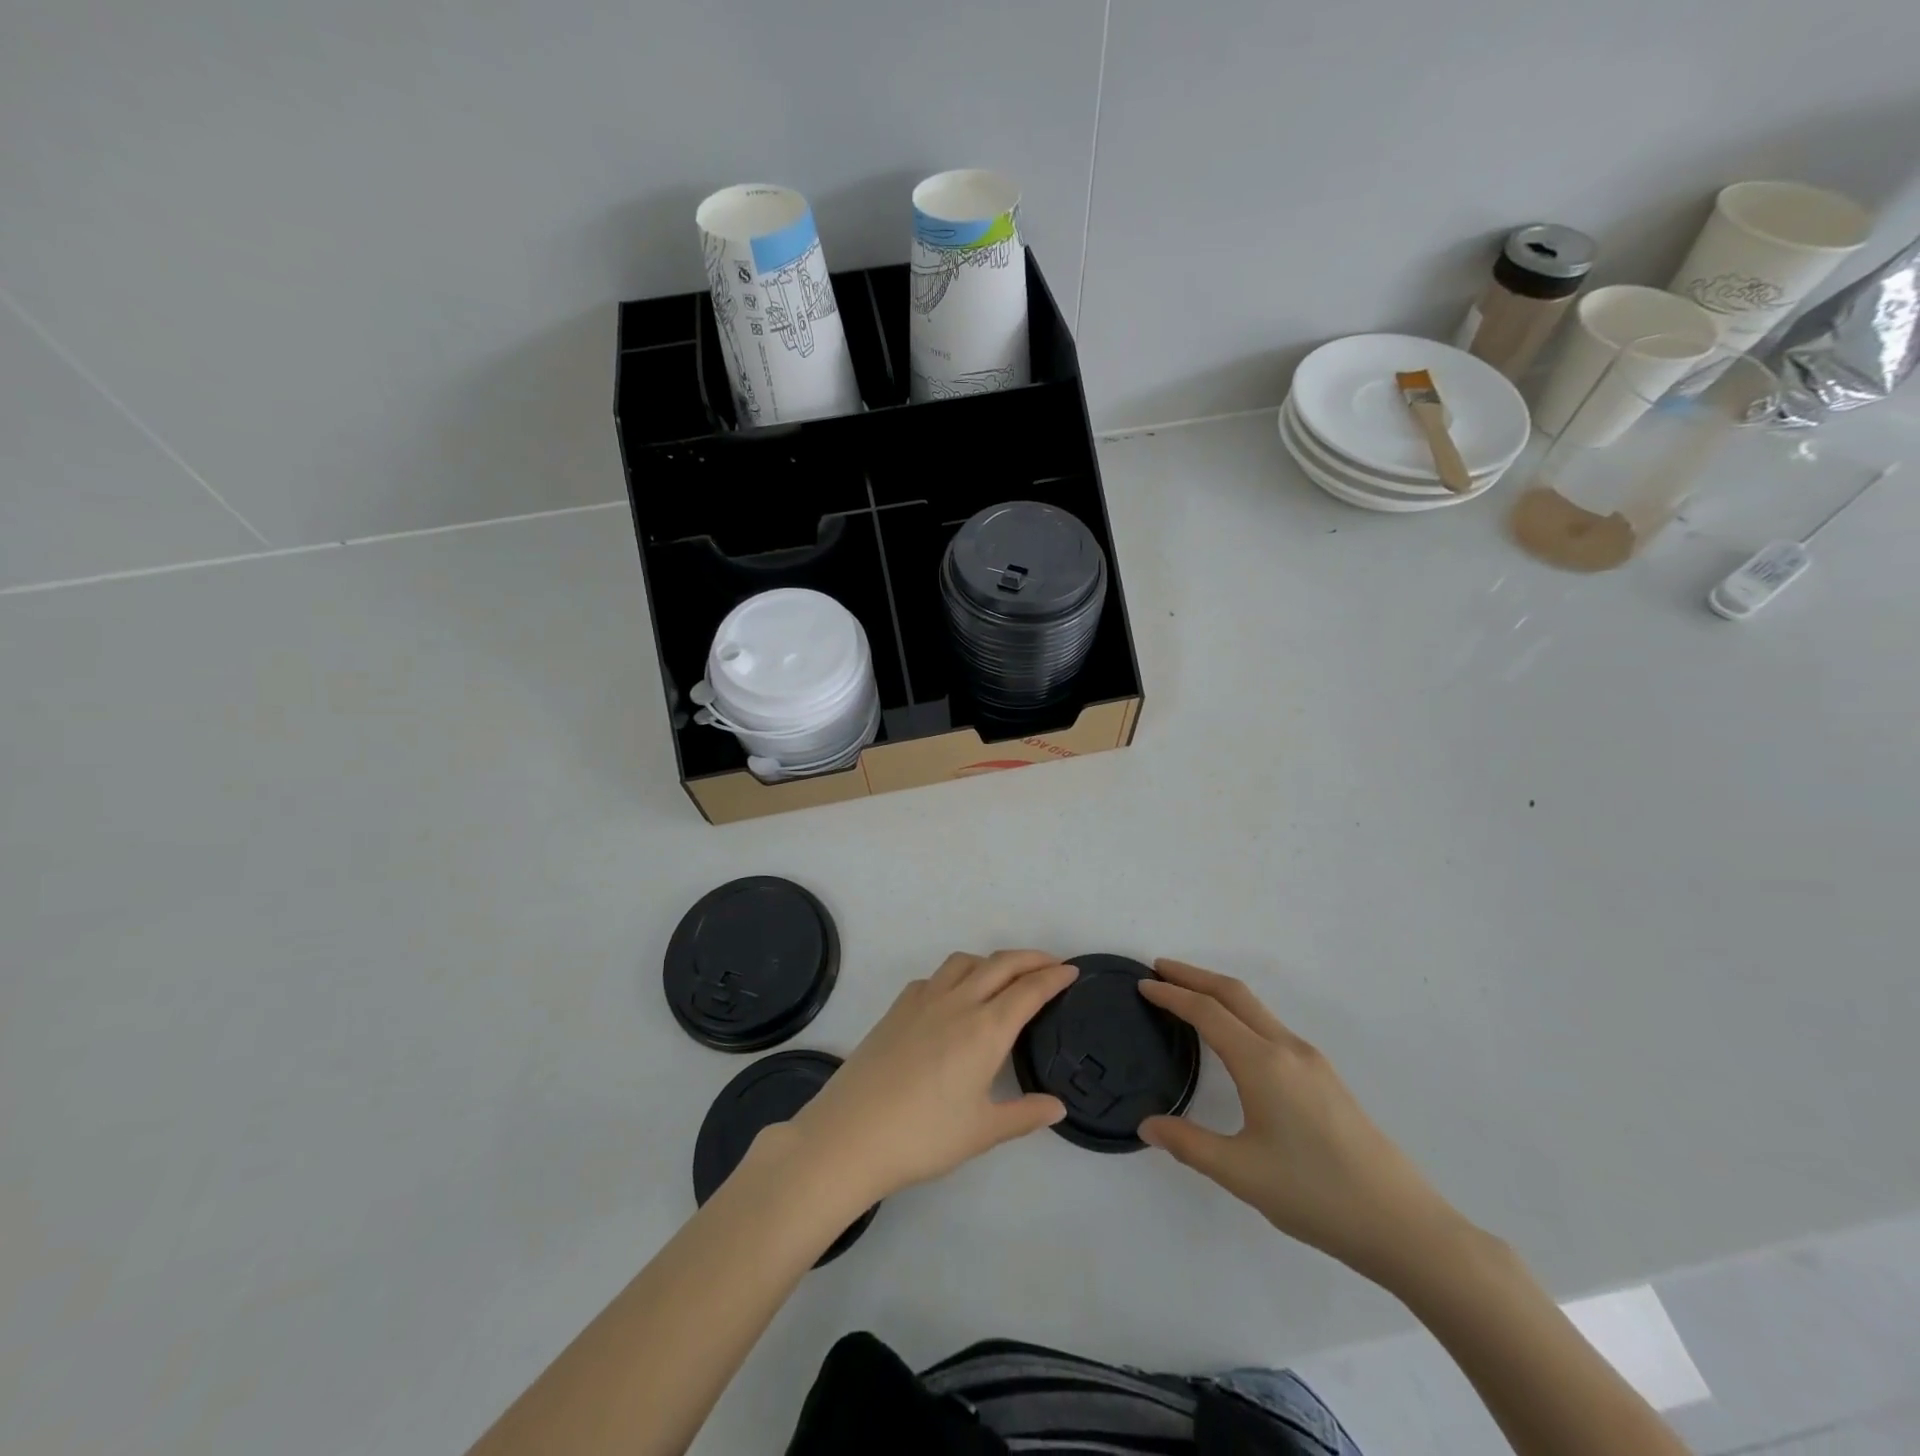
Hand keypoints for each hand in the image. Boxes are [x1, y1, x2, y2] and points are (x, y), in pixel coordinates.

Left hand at [785, 950, 1077, 1207]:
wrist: (851, 1134)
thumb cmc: (923, 1137)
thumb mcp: (982, 1132)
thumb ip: (1024, 1115)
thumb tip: (1057, 1106)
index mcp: (986, 1030)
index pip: (1029, 990)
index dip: (1054, 977)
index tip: (1072, 971)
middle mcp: (958, 1002)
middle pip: (1001, 964)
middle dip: (1031, 958)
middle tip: (1051, 964)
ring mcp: (923, 1000)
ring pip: (965, 961)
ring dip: (992, 961)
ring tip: (1004, 977)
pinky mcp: (897, 1007)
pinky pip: (935, 977)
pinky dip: (956, 975)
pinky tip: (954, 998)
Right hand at [1138, 959, 1472, 1287]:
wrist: (1403, 1225)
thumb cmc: (1315, 1195)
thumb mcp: (1241, 1173)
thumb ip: (1188, 1144)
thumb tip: (1147, 1125)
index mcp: (1263, 1063)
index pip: (1207, 1012)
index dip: (1172, 995)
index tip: (1143, 984)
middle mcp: (1287, 1049)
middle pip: (1234, 994)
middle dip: (1194, 976)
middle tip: (1159, 970)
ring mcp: (1311, 1061)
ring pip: (1256, 1008)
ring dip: (1219, 993)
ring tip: (1189, 997)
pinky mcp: (1325, 1078)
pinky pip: (1271, 1027)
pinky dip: (1240, 1014)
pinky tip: (1233, 1039)